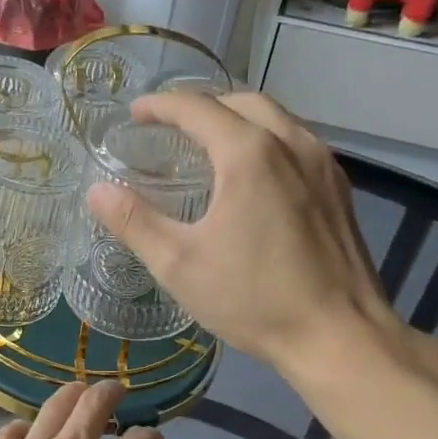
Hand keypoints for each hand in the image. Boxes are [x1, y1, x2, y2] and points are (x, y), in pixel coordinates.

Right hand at [84, 91, 403, 372]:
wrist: (341, 336)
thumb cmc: (255, 299)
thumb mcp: (179, 264)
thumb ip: (134, 222)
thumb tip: (96, 191)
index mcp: (249, 154)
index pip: (197, 108)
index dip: (160, 106)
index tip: (135, 113)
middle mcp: (291, 144)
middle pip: (241, 101)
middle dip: (201, 106)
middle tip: (170, 126)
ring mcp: (323, 164)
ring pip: (276, 119)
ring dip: (237, 119)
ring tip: (209, 143)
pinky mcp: (339, 189)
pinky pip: (297, 143)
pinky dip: (266, 139)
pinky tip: (254, 174)